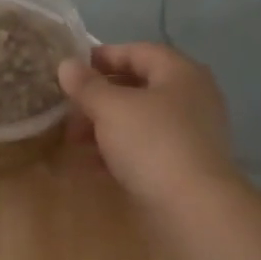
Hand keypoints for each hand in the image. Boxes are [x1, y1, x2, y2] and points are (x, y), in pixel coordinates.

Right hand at [59, 43, 236, 208]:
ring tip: (74, 141)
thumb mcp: (111, 108)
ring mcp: (192, 133)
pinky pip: (147, 148)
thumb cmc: (152, 143)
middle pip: (139, 87)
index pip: (138, 51)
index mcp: (180, 72)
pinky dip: (120, 151)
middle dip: (99, 97)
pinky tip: (93, 165)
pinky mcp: (186, 165)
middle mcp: (191, 97)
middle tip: (68, 111)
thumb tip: (67, 64)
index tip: (71, 70)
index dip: (103, 57)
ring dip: (105, 126)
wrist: (193, 208)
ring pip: (140, 120)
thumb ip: (87, 85)